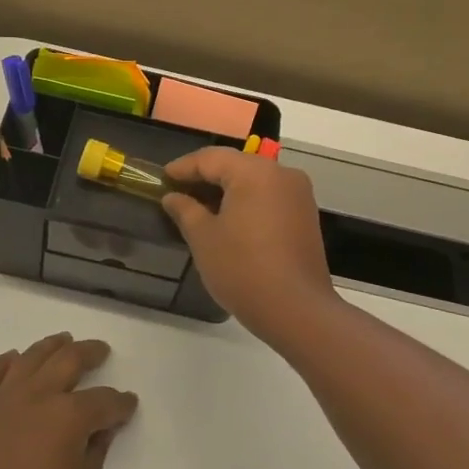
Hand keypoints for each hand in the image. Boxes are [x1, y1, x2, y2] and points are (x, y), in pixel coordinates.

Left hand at [0, 332, 138, 468]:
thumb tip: (102, 429)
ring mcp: (3, 397)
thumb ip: (96, 456)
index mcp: (69, 417)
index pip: (104, 401)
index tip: (129, 404)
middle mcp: (38, 395)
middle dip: (91, 353)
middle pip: (69, 359)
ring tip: (64, 340)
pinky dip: (4, 361)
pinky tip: (13, 358)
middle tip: (101, 351)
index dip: (121, 403)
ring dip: (52, 345)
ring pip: (31, 356)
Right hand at [162, 148, 337, 339]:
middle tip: (177, 191)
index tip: (162, 178)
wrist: (297, 310)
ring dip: (226, 190)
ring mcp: (298, 195)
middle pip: (235, 165)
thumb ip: (185, 210)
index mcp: (255, 172)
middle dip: (205, 177)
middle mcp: (281, 174)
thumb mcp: (204, 238)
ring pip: (254, 181)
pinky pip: (269, 197)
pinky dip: (246, 202)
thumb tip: (173, 197)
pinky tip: (228, 220)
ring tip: (199, 207)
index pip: (211, 158)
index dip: (183, 167)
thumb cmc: (243, 269)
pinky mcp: (306, 216)